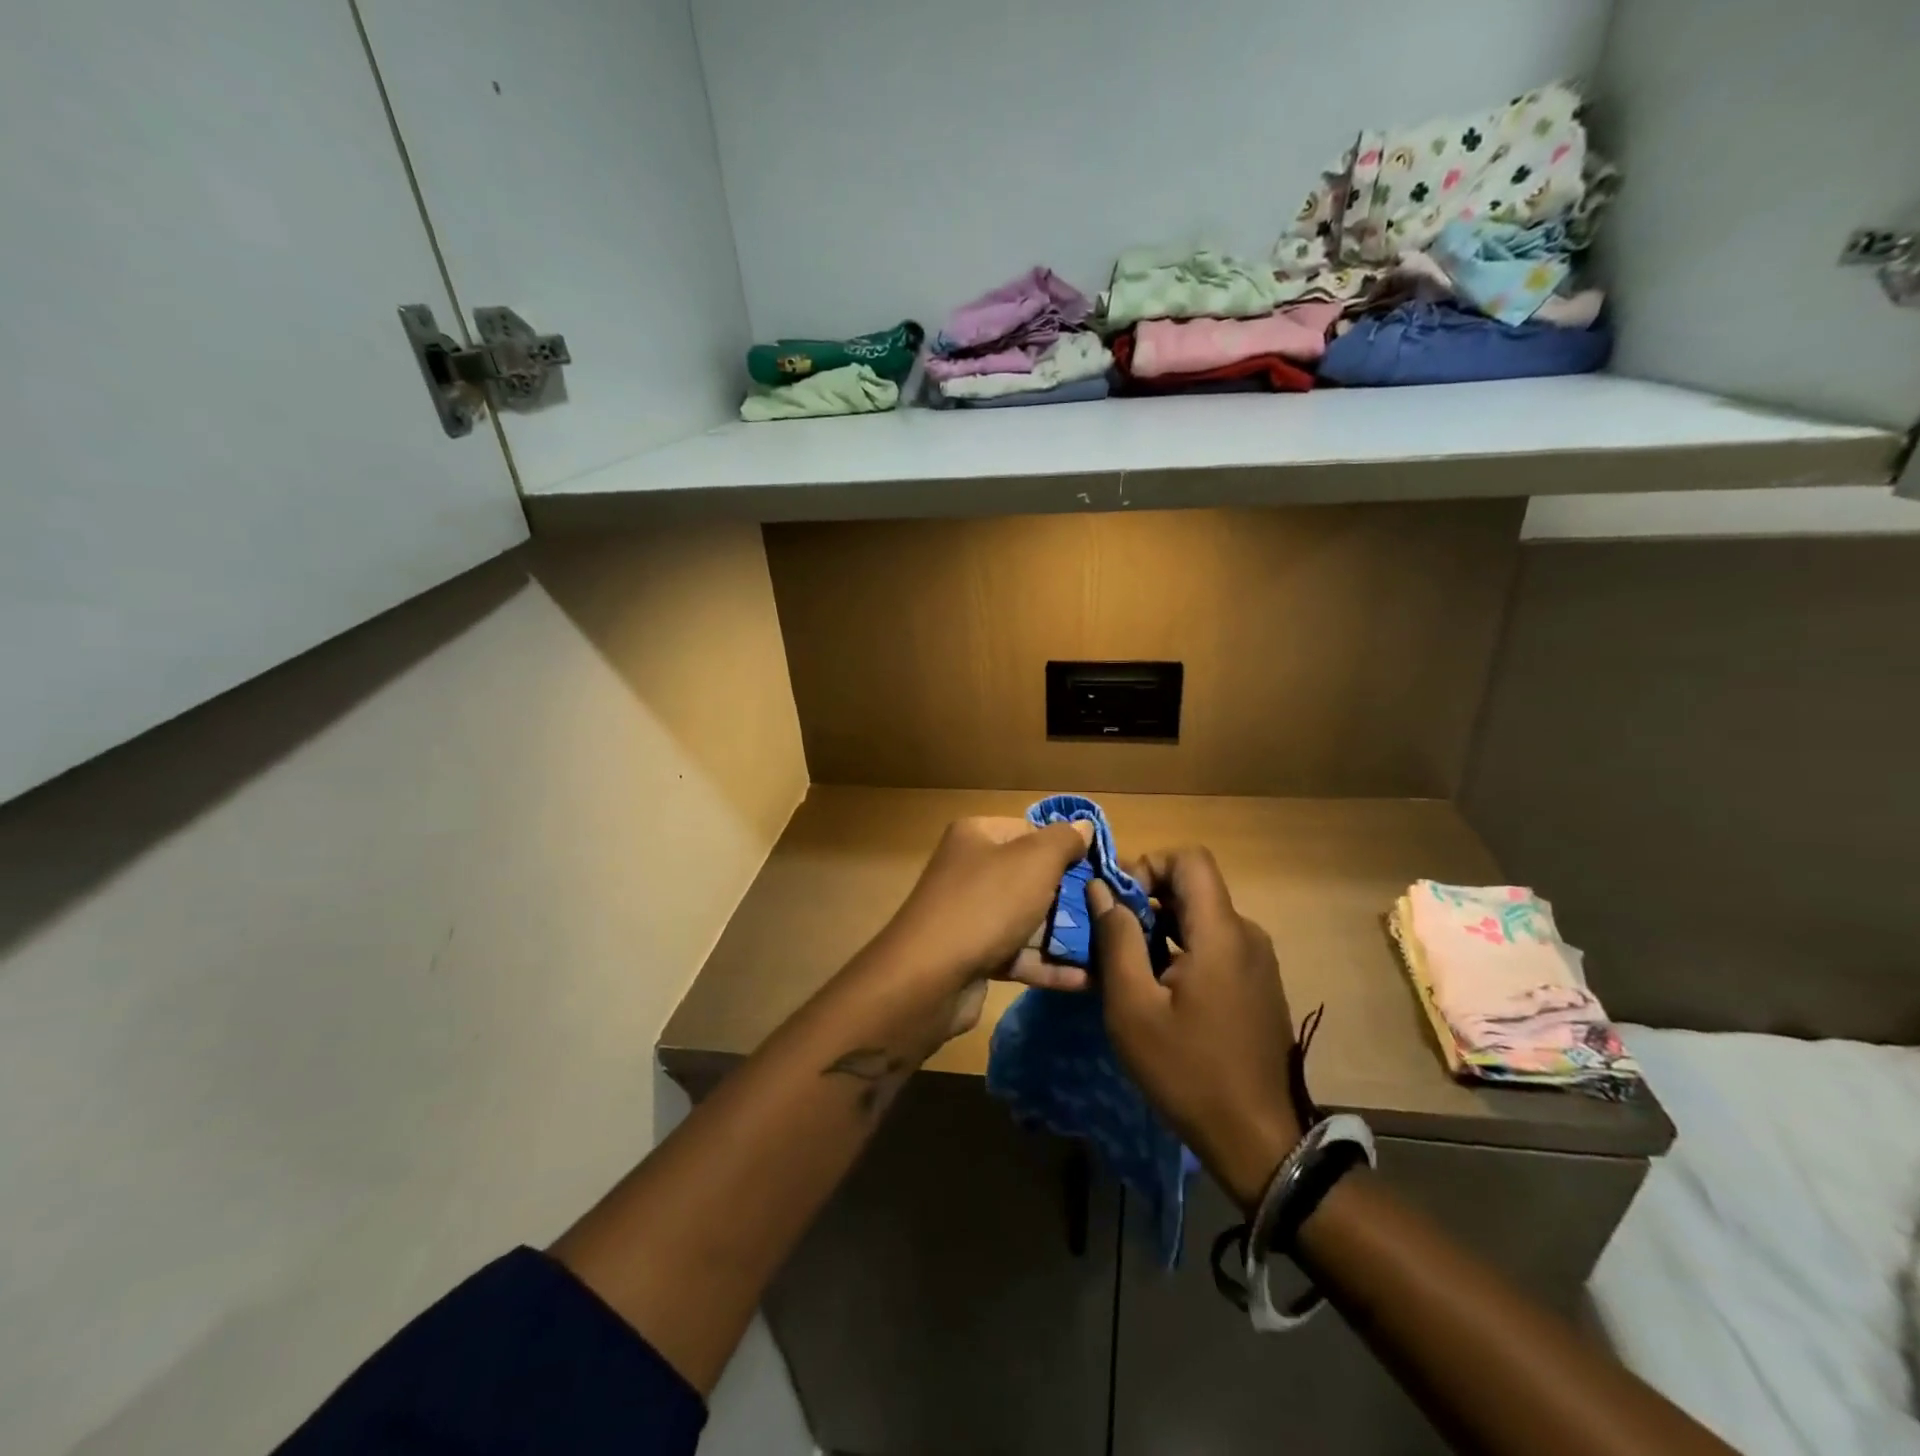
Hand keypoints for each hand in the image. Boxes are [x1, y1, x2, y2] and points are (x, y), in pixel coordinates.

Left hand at [869, 816, 1094, 1040]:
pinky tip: (1086, 980)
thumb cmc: (987, 904)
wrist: (928, 978)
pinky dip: (1048, 966)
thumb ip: (1064, 840)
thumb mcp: (1035, 861)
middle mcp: (970, 870)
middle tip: (1108, 912)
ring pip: (1027, 919)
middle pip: (1031, 877)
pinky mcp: (973, 956)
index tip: (1101, 870)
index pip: (1031, 831)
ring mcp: (970, 915)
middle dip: (1071, 897)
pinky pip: (1018, 955)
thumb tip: (1084, 826)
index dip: (1066, 848)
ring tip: (1109, 949)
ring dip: (1065, 935)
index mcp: (977, 836)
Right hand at [1089, 848, 1302, 1211]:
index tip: (1119, 903)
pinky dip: (1181, 949)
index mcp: (1221, 933)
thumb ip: (1116, 939)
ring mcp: (1257, 960)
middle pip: (1193, 887)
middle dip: (1146, 899)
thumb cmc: (1187, 1071)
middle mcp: (1246, 935)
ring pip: (1201, 917)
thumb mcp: (1133, 1007)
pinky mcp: (1257, 983)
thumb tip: (1101, 890)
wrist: (1257, 1139)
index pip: (1190, 859)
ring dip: (1160, 927)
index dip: (1149, 865)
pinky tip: (1159, 989)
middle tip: (1110, 936)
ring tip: (1127, 966)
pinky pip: (1215, 944)